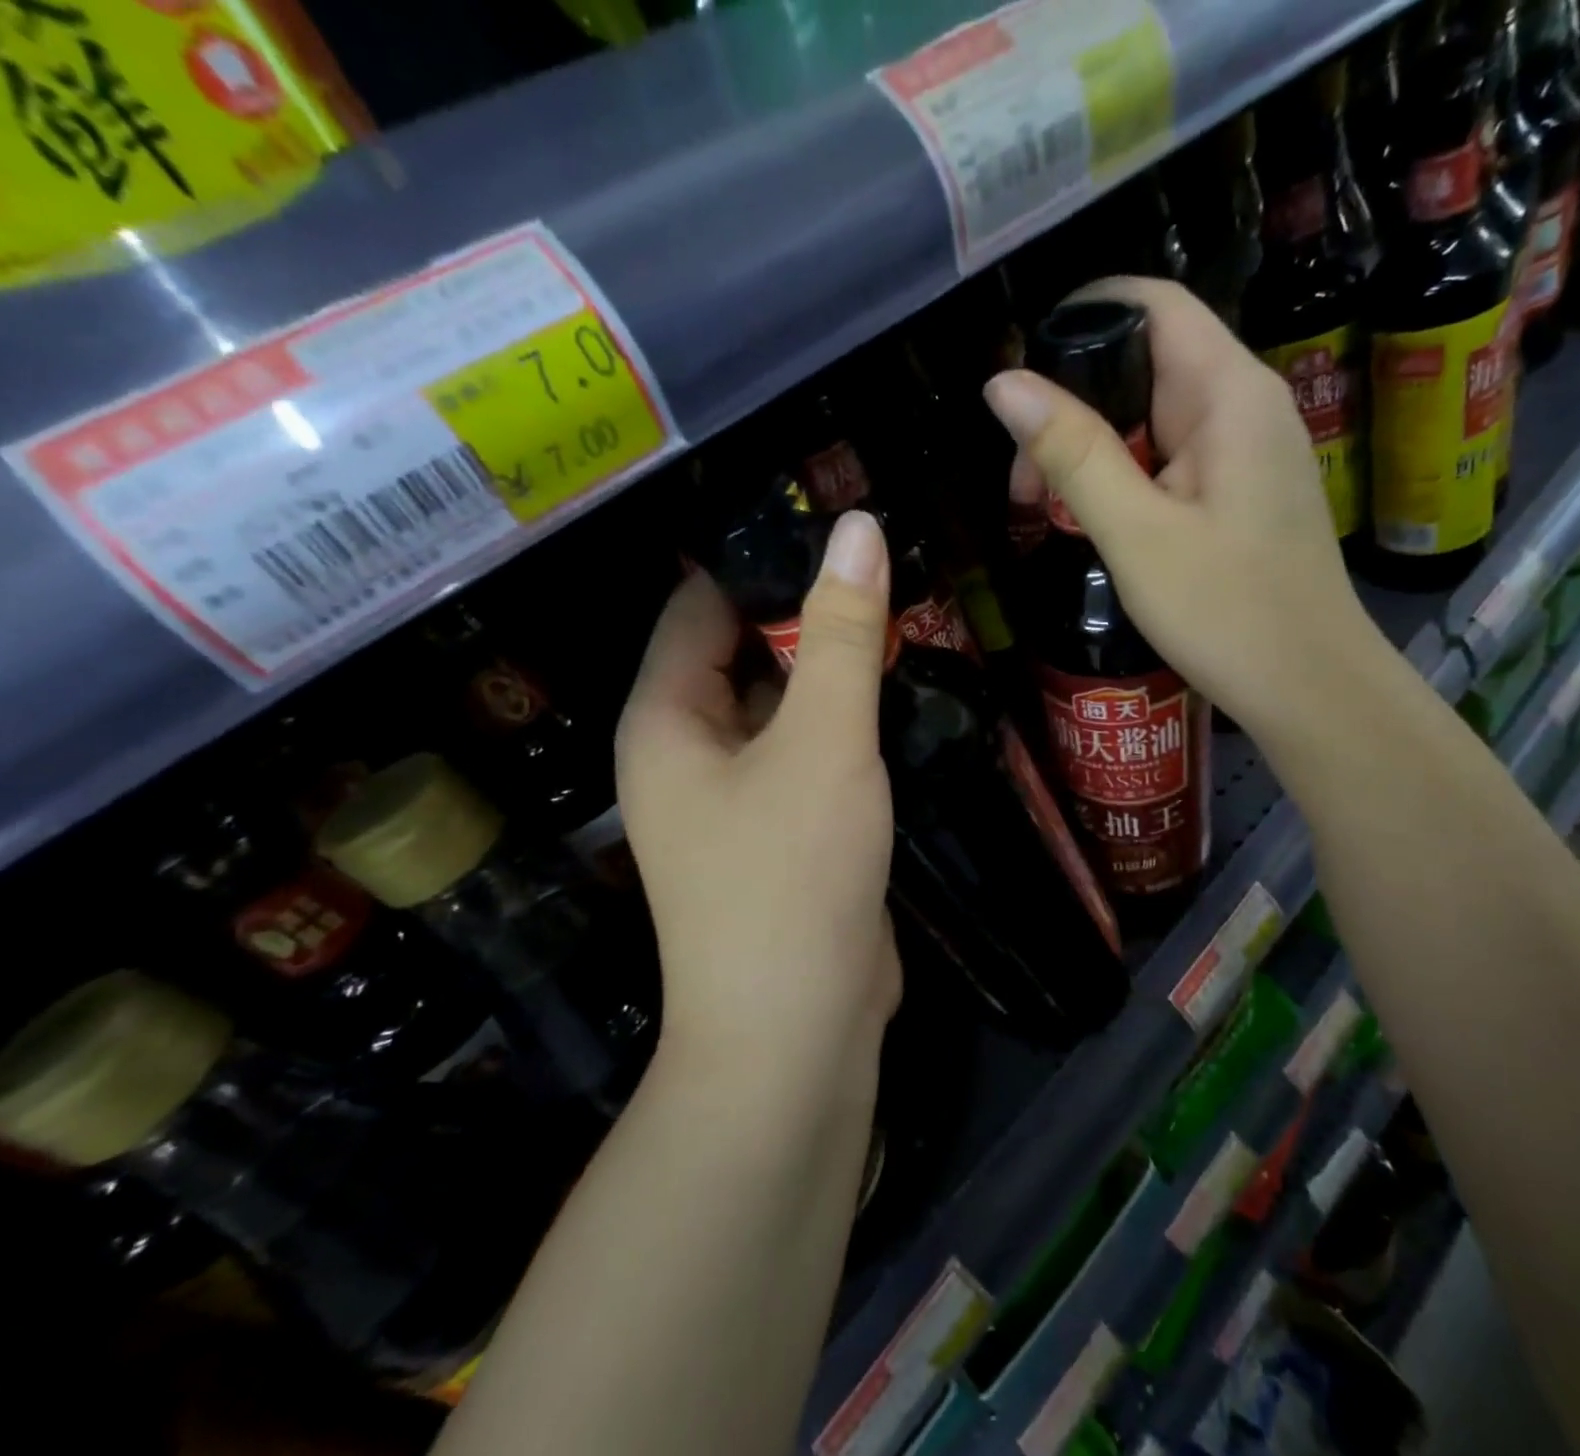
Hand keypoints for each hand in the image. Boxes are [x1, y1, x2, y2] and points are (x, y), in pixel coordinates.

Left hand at [616, 511, 900, 1081]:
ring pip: (785, 706)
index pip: (700, 605)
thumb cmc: (791, 875)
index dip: (758, 557)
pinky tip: (899, 696)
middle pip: (745, 653)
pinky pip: (809, 752)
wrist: (797, 1030)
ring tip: (904, 616)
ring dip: (833, 671)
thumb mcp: (823, 742)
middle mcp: (689, 751)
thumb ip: (841, 635)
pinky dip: (845, 724)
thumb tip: (858, 527)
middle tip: (886, 567)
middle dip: (808, 614)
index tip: (832, 520)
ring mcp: (737, 796)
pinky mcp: (783, 830)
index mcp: (667, 719)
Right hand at [984, 277, 1389, 736]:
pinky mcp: (1242, 492)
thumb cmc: (1226, 613)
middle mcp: (1246, 405)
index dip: (1082, 316)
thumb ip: (1072, 454)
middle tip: (1023, 479)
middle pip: (1146, 364)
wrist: (1309, 689)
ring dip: (1094, 451)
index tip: (1020, 370)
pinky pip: (1173, 460)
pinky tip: (1097, 523)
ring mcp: (1248, 451)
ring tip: (1046, 509)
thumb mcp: (1136, 534)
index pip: (1153, 305)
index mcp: (1229, 393)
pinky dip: (1126, 479)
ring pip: (1154, 419)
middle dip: (1074, 405)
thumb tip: (1003, 385)